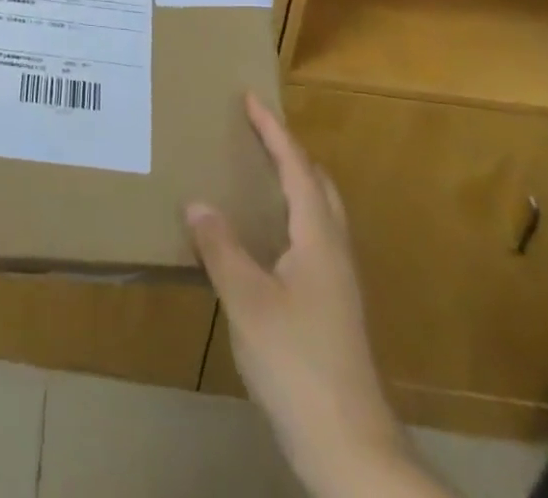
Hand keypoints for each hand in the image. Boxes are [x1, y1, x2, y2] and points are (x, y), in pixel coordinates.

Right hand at [186, 95, 417, 497]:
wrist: (349, 447)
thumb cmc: (297, 363)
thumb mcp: (247, 300)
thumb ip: (221, 247)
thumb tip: (197, 203)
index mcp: (318, 237)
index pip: (296, 166)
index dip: (274, 130)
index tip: (251, 98)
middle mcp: (334, 250)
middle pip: (318, 184)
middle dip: (289, 152)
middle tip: (256, 132)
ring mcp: (338, 283)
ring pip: (319, 214)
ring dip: (292, 183)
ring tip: (256, 174)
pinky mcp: (333, 309)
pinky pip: (312, 239)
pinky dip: (289, 217)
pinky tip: (263, 239)